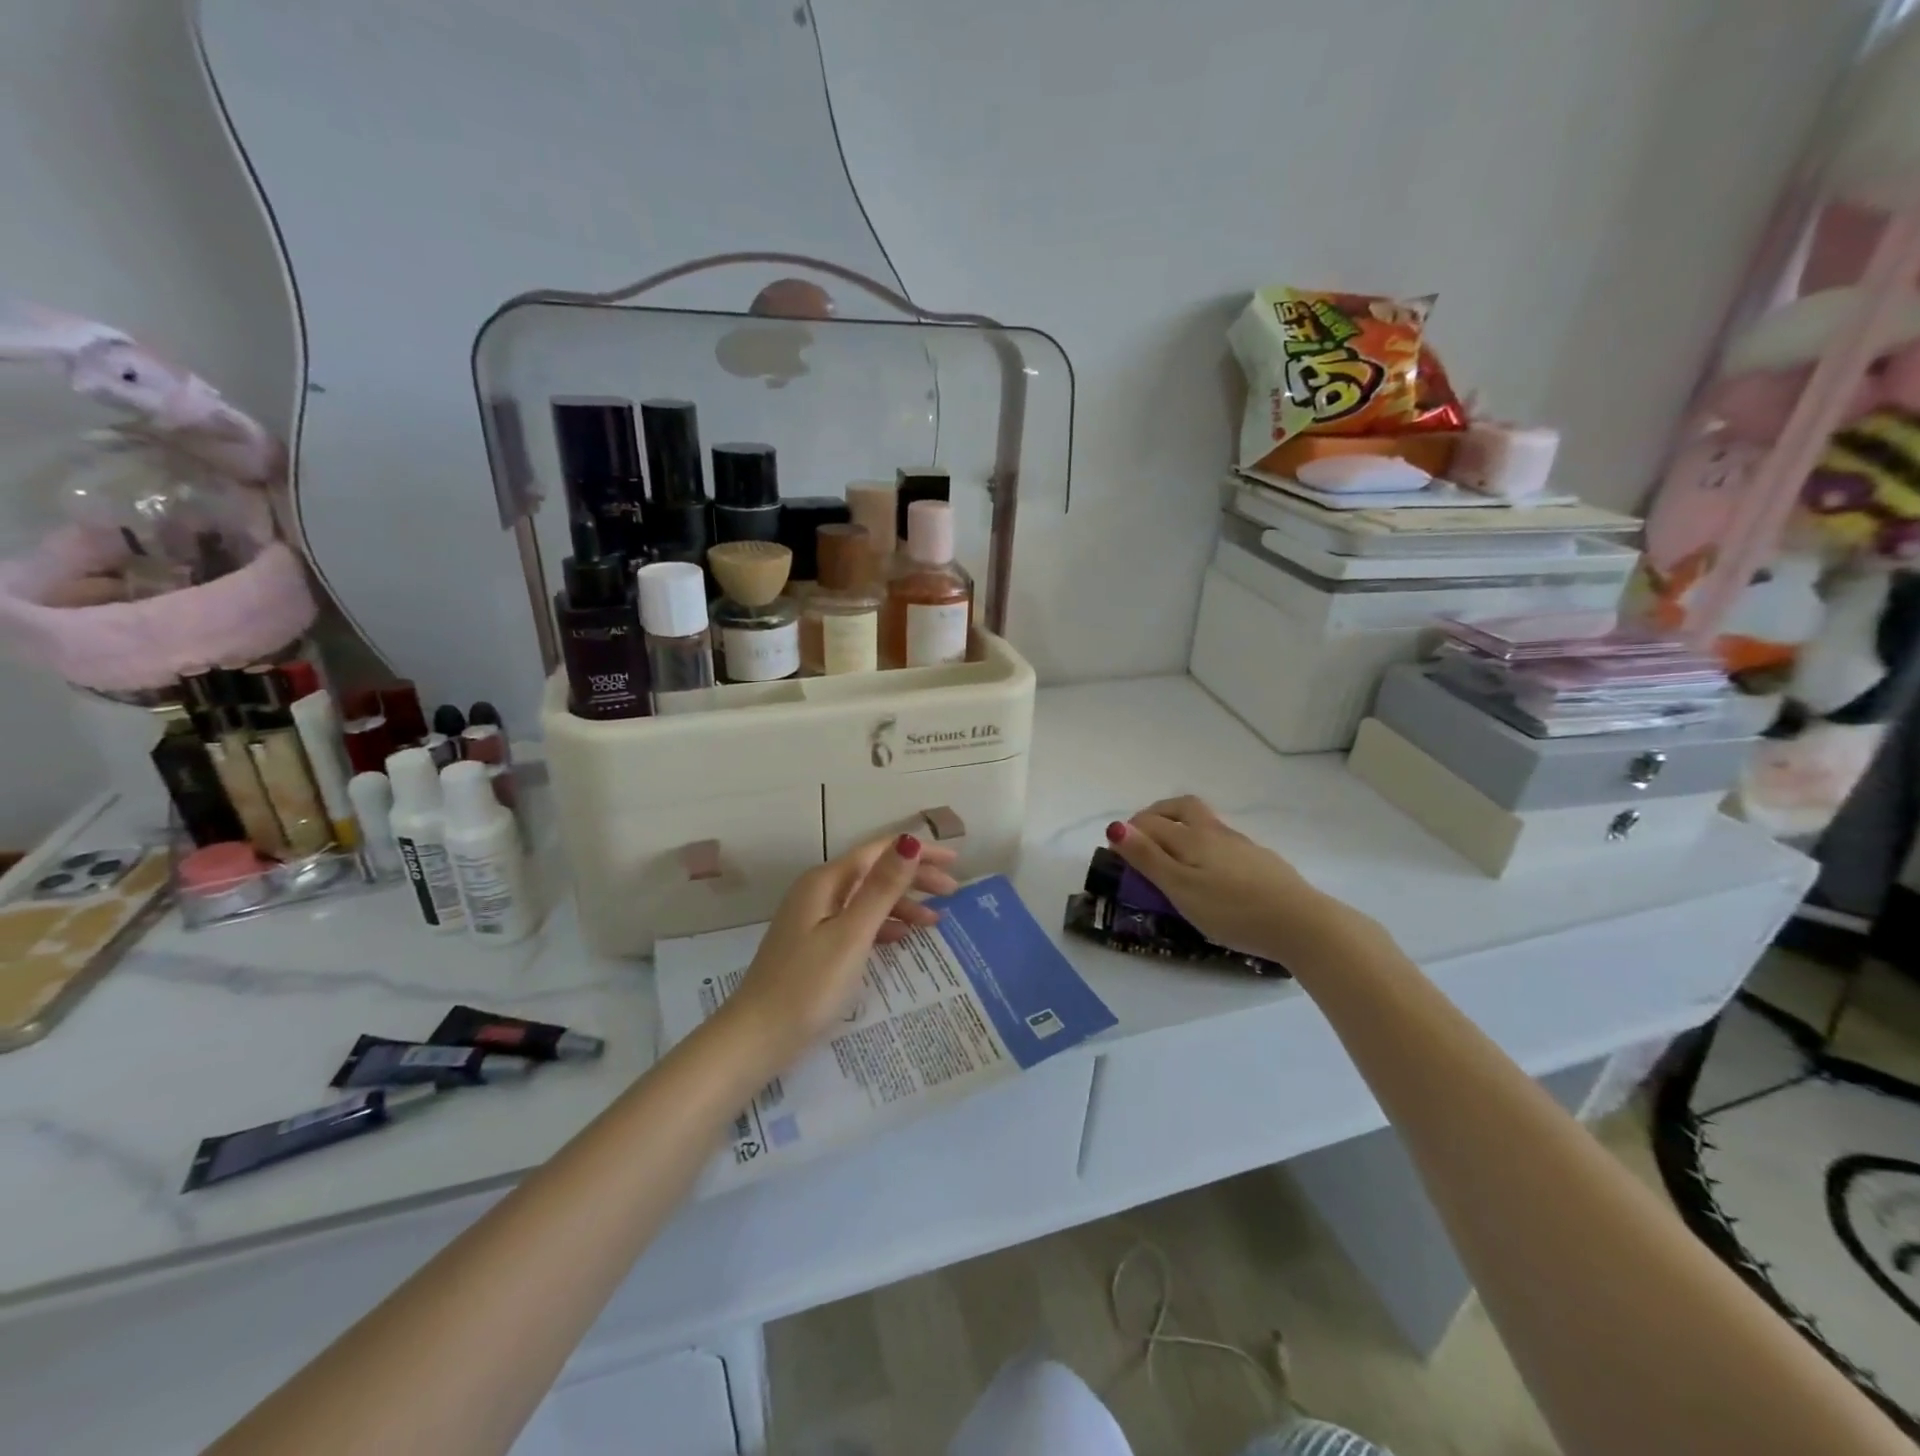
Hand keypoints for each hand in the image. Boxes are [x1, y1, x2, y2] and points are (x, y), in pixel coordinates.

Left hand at [728, 833, 960, 1057]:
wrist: (756, 1038)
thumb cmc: (808, 985)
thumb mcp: (852, 934)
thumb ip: (882, 887)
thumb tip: (910, 841)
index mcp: (826, 881)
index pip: (880, 851)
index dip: (919, 852)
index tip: (956, 862)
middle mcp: (819, 891)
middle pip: (874, 872)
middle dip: (915, 877)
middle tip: (953, 892)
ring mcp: (814, 918)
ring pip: (867, 899)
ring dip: (902, 904)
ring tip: (935, 921)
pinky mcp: (815, 944)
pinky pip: (857, 922)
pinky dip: (883, 925)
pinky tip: (902, 938)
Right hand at [1107, 796, 1363, 965]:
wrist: (1301, 923)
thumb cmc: (1232, 910)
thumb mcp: (1181, 888)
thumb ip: (1148, 858)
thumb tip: (1115, 826)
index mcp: (1191, 837)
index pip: (1150, 822)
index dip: (1129, 831)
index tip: (1116, 850)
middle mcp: (1215, 832)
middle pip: (1182, 807)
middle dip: (1157, 813)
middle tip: (1143, 833)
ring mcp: (1242, 845)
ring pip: (1205, 823)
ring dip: (1182, 826)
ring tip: (1173, 852)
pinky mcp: (1261, 861)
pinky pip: (1223, 841)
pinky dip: (1205, 845)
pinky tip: (1211, 871)